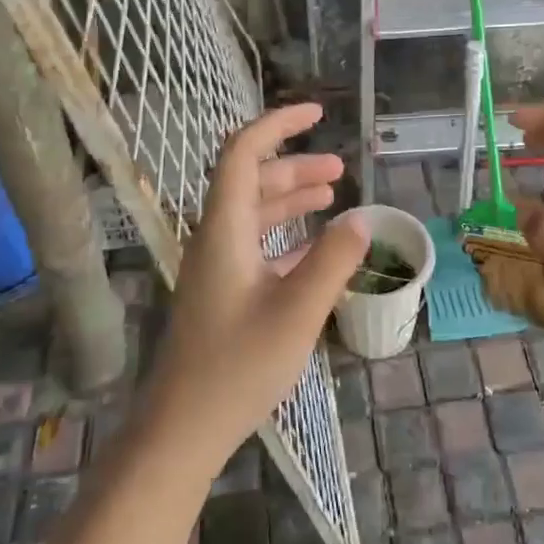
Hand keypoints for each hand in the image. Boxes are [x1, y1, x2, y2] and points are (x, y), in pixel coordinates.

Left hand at [141, 103, 367, 471]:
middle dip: (295, 166)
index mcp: (224, 229)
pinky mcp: (224, 292)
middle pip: (252, 181)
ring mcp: (218, 267)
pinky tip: (318, 247)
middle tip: (340, 170)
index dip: (278, 125)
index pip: (242, 153)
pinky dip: (288, 236)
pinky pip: (258, 246)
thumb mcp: (297, 312)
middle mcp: (216, 238)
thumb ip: (333, 261)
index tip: (317, 114)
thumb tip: (361, 219)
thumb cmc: (237, 368)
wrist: (182, 429)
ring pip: (255, 213)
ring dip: (292, 199)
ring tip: (333, 196)